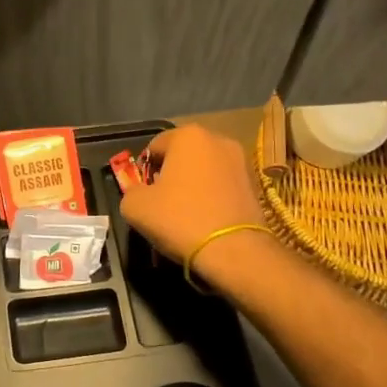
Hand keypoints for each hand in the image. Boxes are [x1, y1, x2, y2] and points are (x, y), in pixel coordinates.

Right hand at [119, 125, 269, 280]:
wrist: (234, 251)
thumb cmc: (180, 219)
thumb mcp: (135, 206)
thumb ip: (131, 191)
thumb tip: (141, 193)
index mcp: (188, 135)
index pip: (154, 147)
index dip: (144, 170)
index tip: (144, 193)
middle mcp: (217, 139)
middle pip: (182, 155)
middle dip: (171, 174)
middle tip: (163, 202)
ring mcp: (241, 161)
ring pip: (204, 170)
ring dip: (192, 184)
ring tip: (186, 213)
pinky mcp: (254, 184)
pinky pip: (222, 185)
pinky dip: (212, 196)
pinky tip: (207, 218)